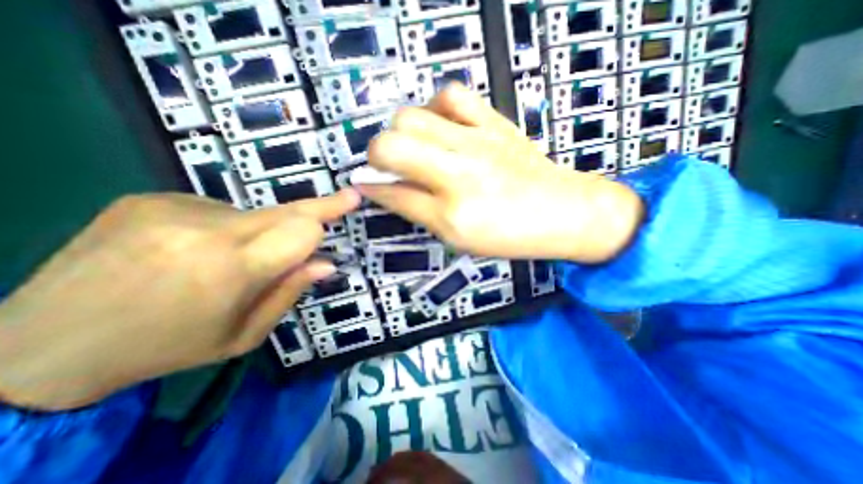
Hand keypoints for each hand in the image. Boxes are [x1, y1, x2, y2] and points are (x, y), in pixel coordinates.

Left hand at [0, 189, 359, 407]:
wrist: (39, 346)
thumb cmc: (167, 348)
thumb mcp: (243, 336)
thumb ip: (290, 293)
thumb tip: (326, 263)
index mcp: (230, 270)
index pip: (302, 229)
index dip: (327, 217)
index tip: (350, 201)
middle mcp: (205, 230)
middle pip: (286, 210)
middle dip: (319, 207)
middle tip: (346, 197)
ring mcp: (173, 208)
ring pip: (254, 213)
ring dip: (259, 232)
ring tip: (225, 260)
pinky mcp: (150, 198)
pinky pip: (217, 209)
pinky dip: (224, 228)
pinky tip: (193, 250)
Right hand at [353, 82, 642, 264]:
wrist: (563, 211)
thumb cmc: (509, 234)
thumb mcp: (458, 238)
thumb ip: (418, 212)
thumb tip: (384, 190)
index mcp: (451, 214)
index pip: (393, 194)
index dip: (371, 188)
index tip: (364, 183)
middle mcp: (458, 173)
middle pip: (391, 145)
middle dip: (377, 154)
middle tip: (388, 165)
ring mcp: (477, 142)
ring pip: (412, 116)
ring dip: (402, 132)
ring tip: (415, 146)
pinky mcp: (494, 122)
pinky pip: (453, 95)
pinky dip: (437, 107)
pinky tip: (442, 125)